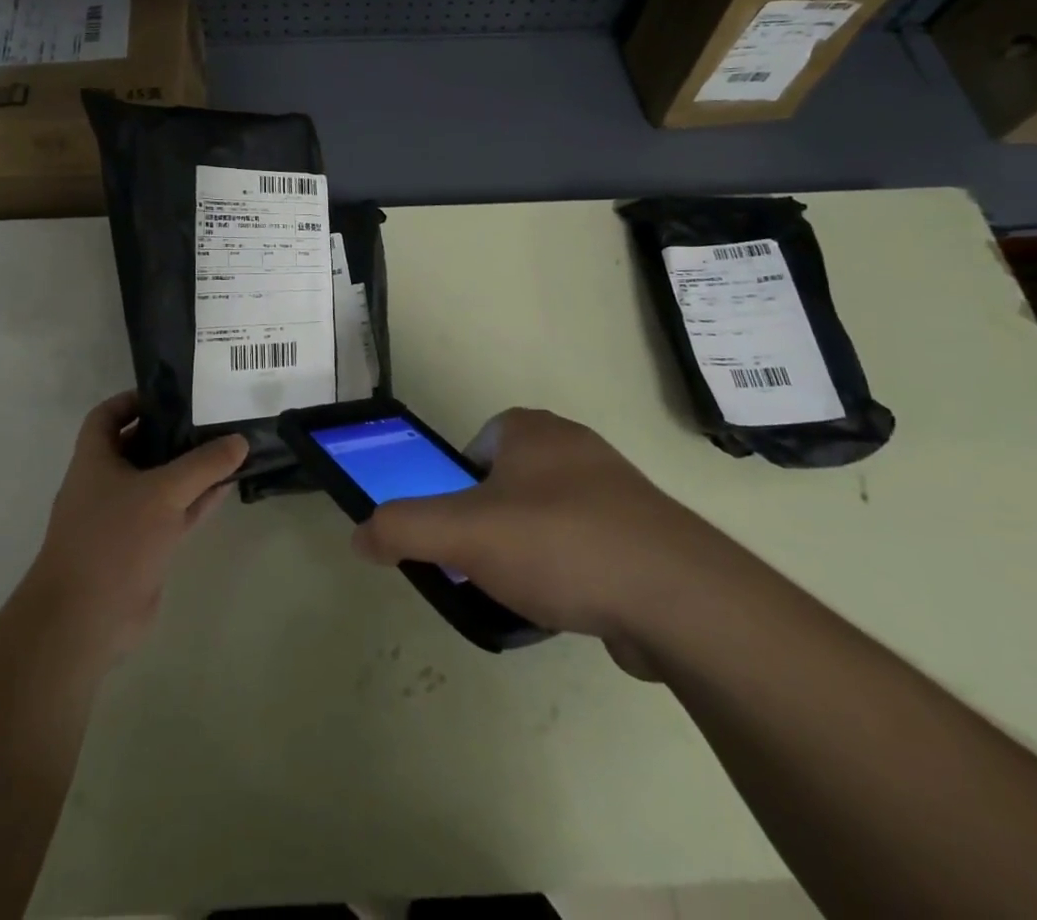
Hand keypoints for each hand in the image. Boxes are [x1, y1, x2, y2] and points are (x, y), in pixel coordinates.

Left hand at [23, 391, 247, 662]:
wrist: (85, 621)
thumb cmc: (113, 540)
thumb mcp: (163, 492)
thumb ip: (204, 464)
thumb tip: (240, 440)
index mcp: (95, 460)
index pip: (107, 415)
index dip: (134, 400)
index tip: (171, 394)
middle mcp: (106, 484)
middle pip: (140, 446)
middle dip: (173, 431)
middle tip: (213, 416)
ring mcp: (125, 518)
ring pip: (162, 482)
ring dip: (191, 468)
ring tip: (230, 446)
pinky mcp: (143, 547)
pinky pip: (174, 513)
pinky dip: (198, 500)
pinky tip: (228, 487)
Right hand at [350, 407, 722, 673]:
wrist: (677, 596)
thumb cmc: (559, 543)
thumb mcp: (463, 533)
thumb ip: (403, 528)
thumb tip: (359, 535)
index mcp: (531, 430)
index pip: (475, 446)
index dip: (457, 488)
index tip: (458, 531)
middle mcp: (574, 446)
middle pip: (508, 483)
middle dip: (491, 523)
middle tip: (484, 566)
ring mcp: (616, 489)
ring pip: (548, 517)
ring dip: (531, 551)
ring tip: (527, 593)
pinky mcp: (645, 534)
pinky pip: (588, 546)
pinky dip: (572, 572)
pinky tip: (571, 607)